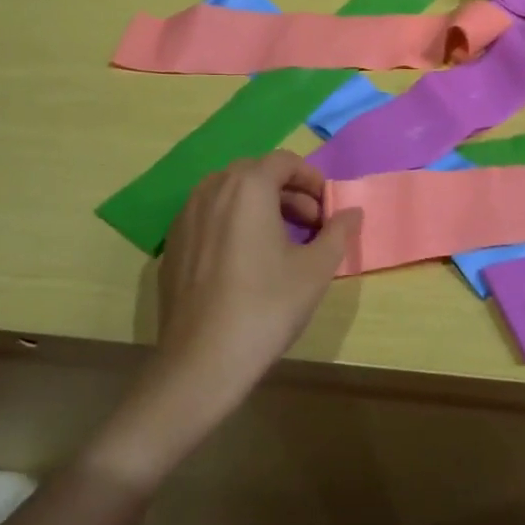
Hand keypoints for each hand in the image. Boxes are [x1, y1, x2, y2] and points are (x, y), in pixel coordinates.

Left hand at [152, 153, 359, 411]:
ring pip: (229, 194)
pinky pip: (208, 217)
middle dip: (288, 192)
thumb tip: (352, 212)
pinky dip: (232, 223)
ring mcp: (185, 217)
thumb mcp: (315, 270)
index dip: (311, 179)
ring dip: (259, 206)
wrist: (201, 362)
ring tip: (281, 241)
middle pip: (255, 174)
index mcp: (247, 187)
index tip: (328, 207)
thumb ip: (338, 232)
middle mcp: (212, 190)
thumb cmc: (266, 307)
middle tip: (311, 225)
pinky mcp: (172, 245)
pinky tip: (245, 261)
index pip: (284, 161)